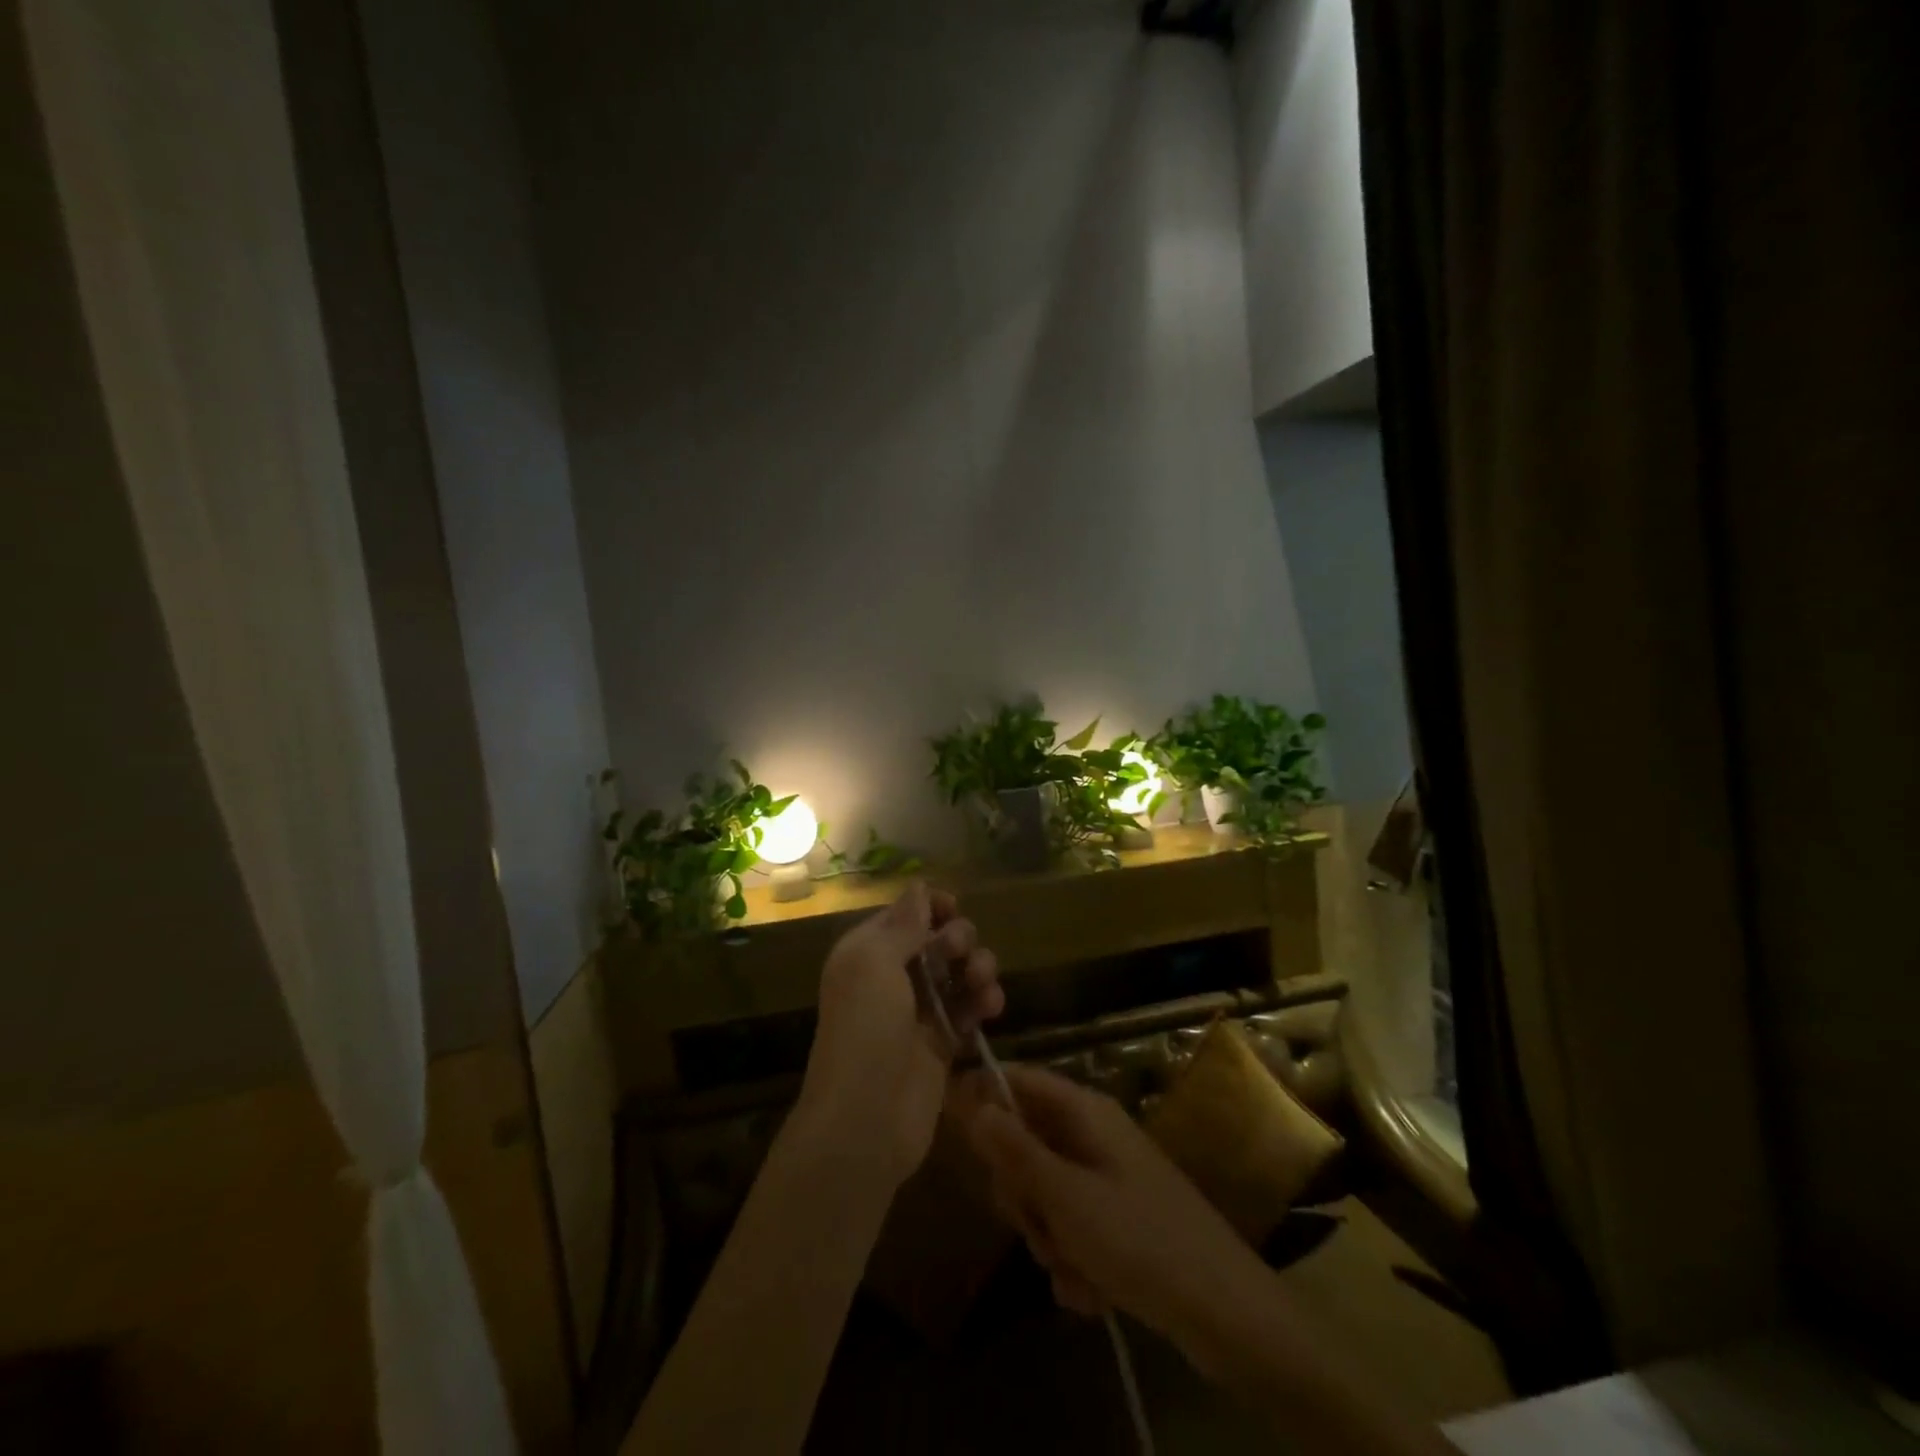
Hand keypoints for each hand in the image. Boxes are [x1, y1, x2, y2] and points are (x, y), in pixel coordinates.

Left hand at [797, 882, 1003, 1188]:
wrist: (865, 1120)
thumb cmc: (864, 1030)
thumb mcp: (874, 964)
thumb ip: (902, 925)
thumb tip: (919, 886)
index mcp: (867, 953)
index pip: (904, 915)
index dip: (931, 907)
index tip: (953, 908)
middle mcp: (891, 977)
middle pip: (937, 941)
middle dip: (957, 938)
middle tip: (960, 952)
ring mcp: (919, 1012)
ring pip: (958, 973)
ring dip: (977, 968)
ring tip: (982, 983)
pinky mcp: (942, 1044)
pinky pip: (969, 1009)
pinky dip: (984, 1002)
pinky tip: (992, 1006)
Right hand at [957, 1064, 1271, 1378]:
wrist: (1225, 1312)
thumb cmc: (1140, 1241)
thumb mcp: (1066, 1197)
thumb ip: (1015, 1151)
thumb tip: (973, 1102)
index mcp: (1084, 1112)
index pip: (1019, 1080)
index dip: (984, 1097)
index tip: (955, 1132)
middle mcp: (1094, 1135)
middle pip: (1026, 1143)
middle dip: (1023, 1193)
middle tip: (1036, 1224)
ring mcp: (1107, 1177)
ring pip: (1046, 1193)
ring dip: (1049, 1237)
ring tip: (1074, 1268)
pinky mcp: (1119, 1218)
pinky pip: (1072, 1227)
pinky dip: (1074, 1260)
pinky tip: (1091, 1292)